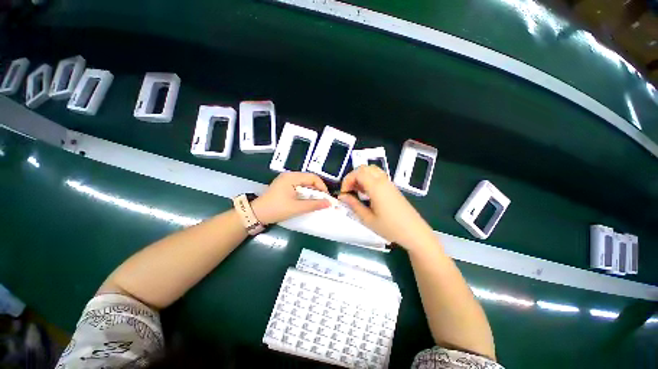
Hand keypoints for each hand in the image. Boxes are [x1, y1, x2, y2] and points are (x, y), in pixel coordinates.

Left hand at [251, 172, 330, 224]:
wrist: (256, 214)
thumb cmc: (276, 209)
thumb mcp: (296, 208)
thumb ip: (314, 204)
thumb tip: (328, 203)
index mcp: (292, 177)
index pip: (313, 177)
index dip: (322, 187)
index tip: (326, 197)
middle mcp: (289, 175)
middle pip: (309, 179)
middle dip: (317, 190)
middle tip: (322, 200)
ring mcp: (286, 180)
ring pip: (304, 183)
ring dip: (311, 192)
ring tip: (316, 201)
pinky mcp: (284, 185)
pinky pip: (299, 186)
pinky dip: (305, 193)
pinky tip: (306, 200)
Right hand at [339, 165, 434, 250]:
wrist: (414, 232)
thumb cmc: (390, 228)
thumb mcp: (368, 219)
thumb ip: (354, 205)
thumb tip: (342, 196)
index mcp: (376, 187)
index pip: (358, 173)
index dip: (347, 180)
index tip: (344, 193)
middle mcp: (383, 181)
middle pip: (364, 168)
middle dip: (353, 177)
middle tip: (349, 191)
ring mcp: (389, 183)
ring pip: (372, 170)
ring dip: (361, 177)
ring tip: (357, 191)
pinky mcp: (392, 188)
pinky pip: (378, 176)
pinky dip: (368, 179)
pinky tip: (367, 193)